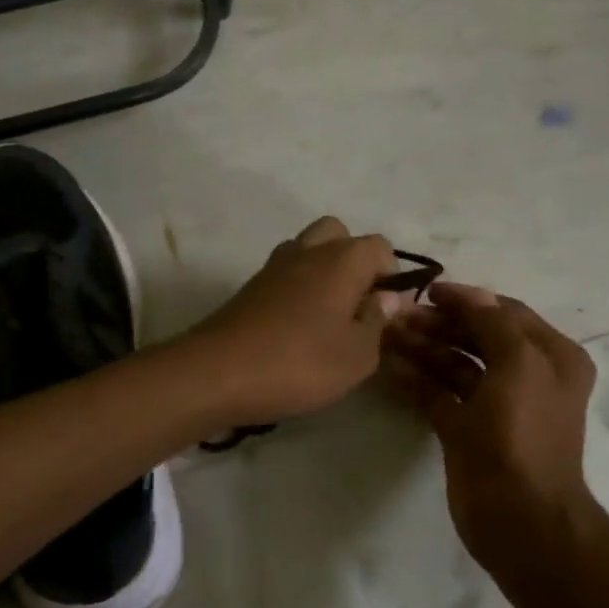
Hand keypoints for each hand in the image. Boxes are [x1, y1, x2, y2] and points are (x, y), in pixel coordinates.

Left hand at [184, 217, 400, 426]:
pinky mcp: (249, 287)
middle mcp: (307, 251)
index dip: (391, 276)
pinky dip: (296, 288)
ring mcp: (273, 266)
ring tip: (327, 318)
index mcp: (341, 260)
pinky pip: (284, 274)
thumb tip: (387, 298)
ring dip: (322, 273)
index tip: (386, 312)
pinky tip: (297, 327)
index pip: (379, 247)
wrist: (217, 372)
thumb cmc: (299, 363)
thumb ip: (377, 322)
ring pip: (307, 250)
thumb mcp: (357, 356)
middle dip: (354, 261)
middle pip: (338, 235)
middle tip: (356, 305)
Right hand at [381, 283, 597, 571]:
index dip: (468, 299)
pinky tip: (389, 365)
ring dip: (423, 348)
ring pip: (454, 364)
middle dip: (439, 324)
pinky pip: (438, 393)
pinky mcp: (466, 429)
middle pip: (476, 336)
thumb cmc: (523, 434)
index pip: (505, 313)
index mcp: (550, 358)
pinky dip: (417, 378)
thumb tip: (469, 295)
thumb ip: (493, 323)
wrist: (519, 516)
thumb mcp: (519, 365)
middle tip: (397, 316)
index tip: (427, 291)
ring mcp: (494, 405)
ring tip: (386, 335)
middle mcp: (526, 376)